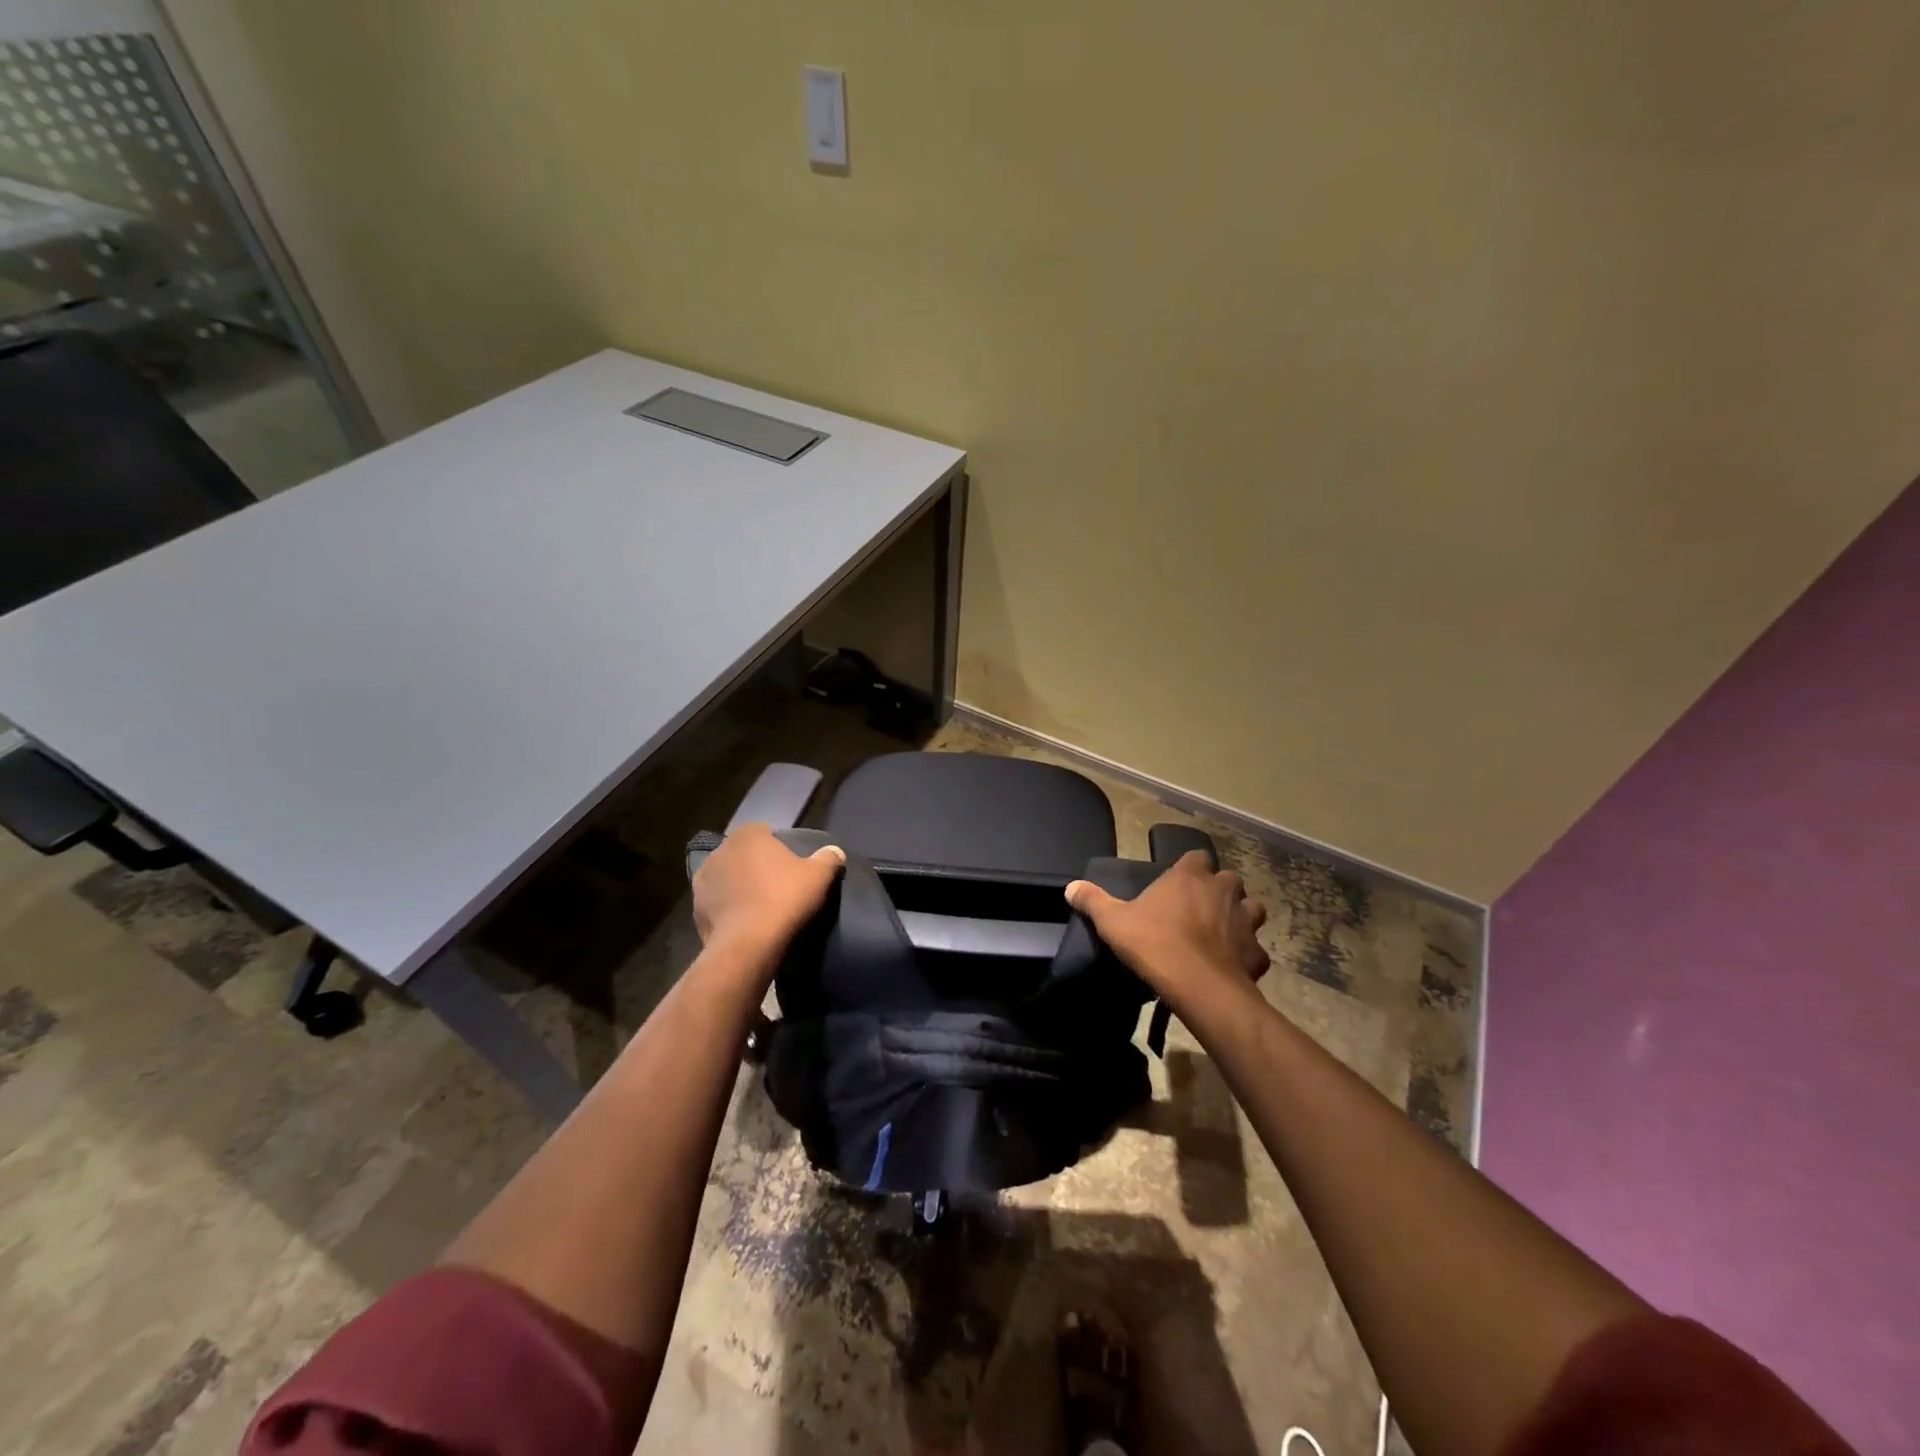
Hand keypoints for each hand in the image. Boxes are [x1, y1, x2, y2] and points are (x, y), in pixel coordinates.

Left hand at [693, 824, 844, 962]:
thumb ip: (828, 858)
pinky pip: (717, 903)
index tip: (789, 865)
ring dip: (738, 886)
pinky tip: (744, 923)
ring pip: (726, 878)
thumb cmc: (784, 898)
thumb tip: (835, 851)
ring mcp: (703, 880)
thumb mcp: (819, 876)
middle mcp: (720, 851)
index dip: (776, 846)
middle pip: (742, 853)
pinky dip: (727, 909)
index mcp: (748, 836)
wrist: (748, 944)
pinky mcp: (695, 909)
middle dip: (754, 865)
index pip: (763, 831)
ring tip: (758, 905)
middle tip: (775, 884)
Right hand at [1065, 851, 1268, 1016]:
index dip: (1190, 868)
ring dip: (1240, 917)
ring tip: (1222, 933)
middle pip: (1229, 880)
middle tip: (1199, 908)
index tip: (1179, 882)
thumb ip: (1093, 901)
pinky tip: (1232, 966)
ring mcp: (1246, 921)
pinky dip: (1246, 956)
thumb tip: (1070, 887)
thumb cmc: (1154, 944)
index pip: (1197, 856)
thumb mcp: (1113, 922)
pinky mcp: (1257, 954)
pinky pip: (1255, 950)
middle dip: (1219, 891)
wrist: (1198, 986)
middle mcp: (1223, 891)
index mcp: (1190, 876)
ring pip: (1251, 909)